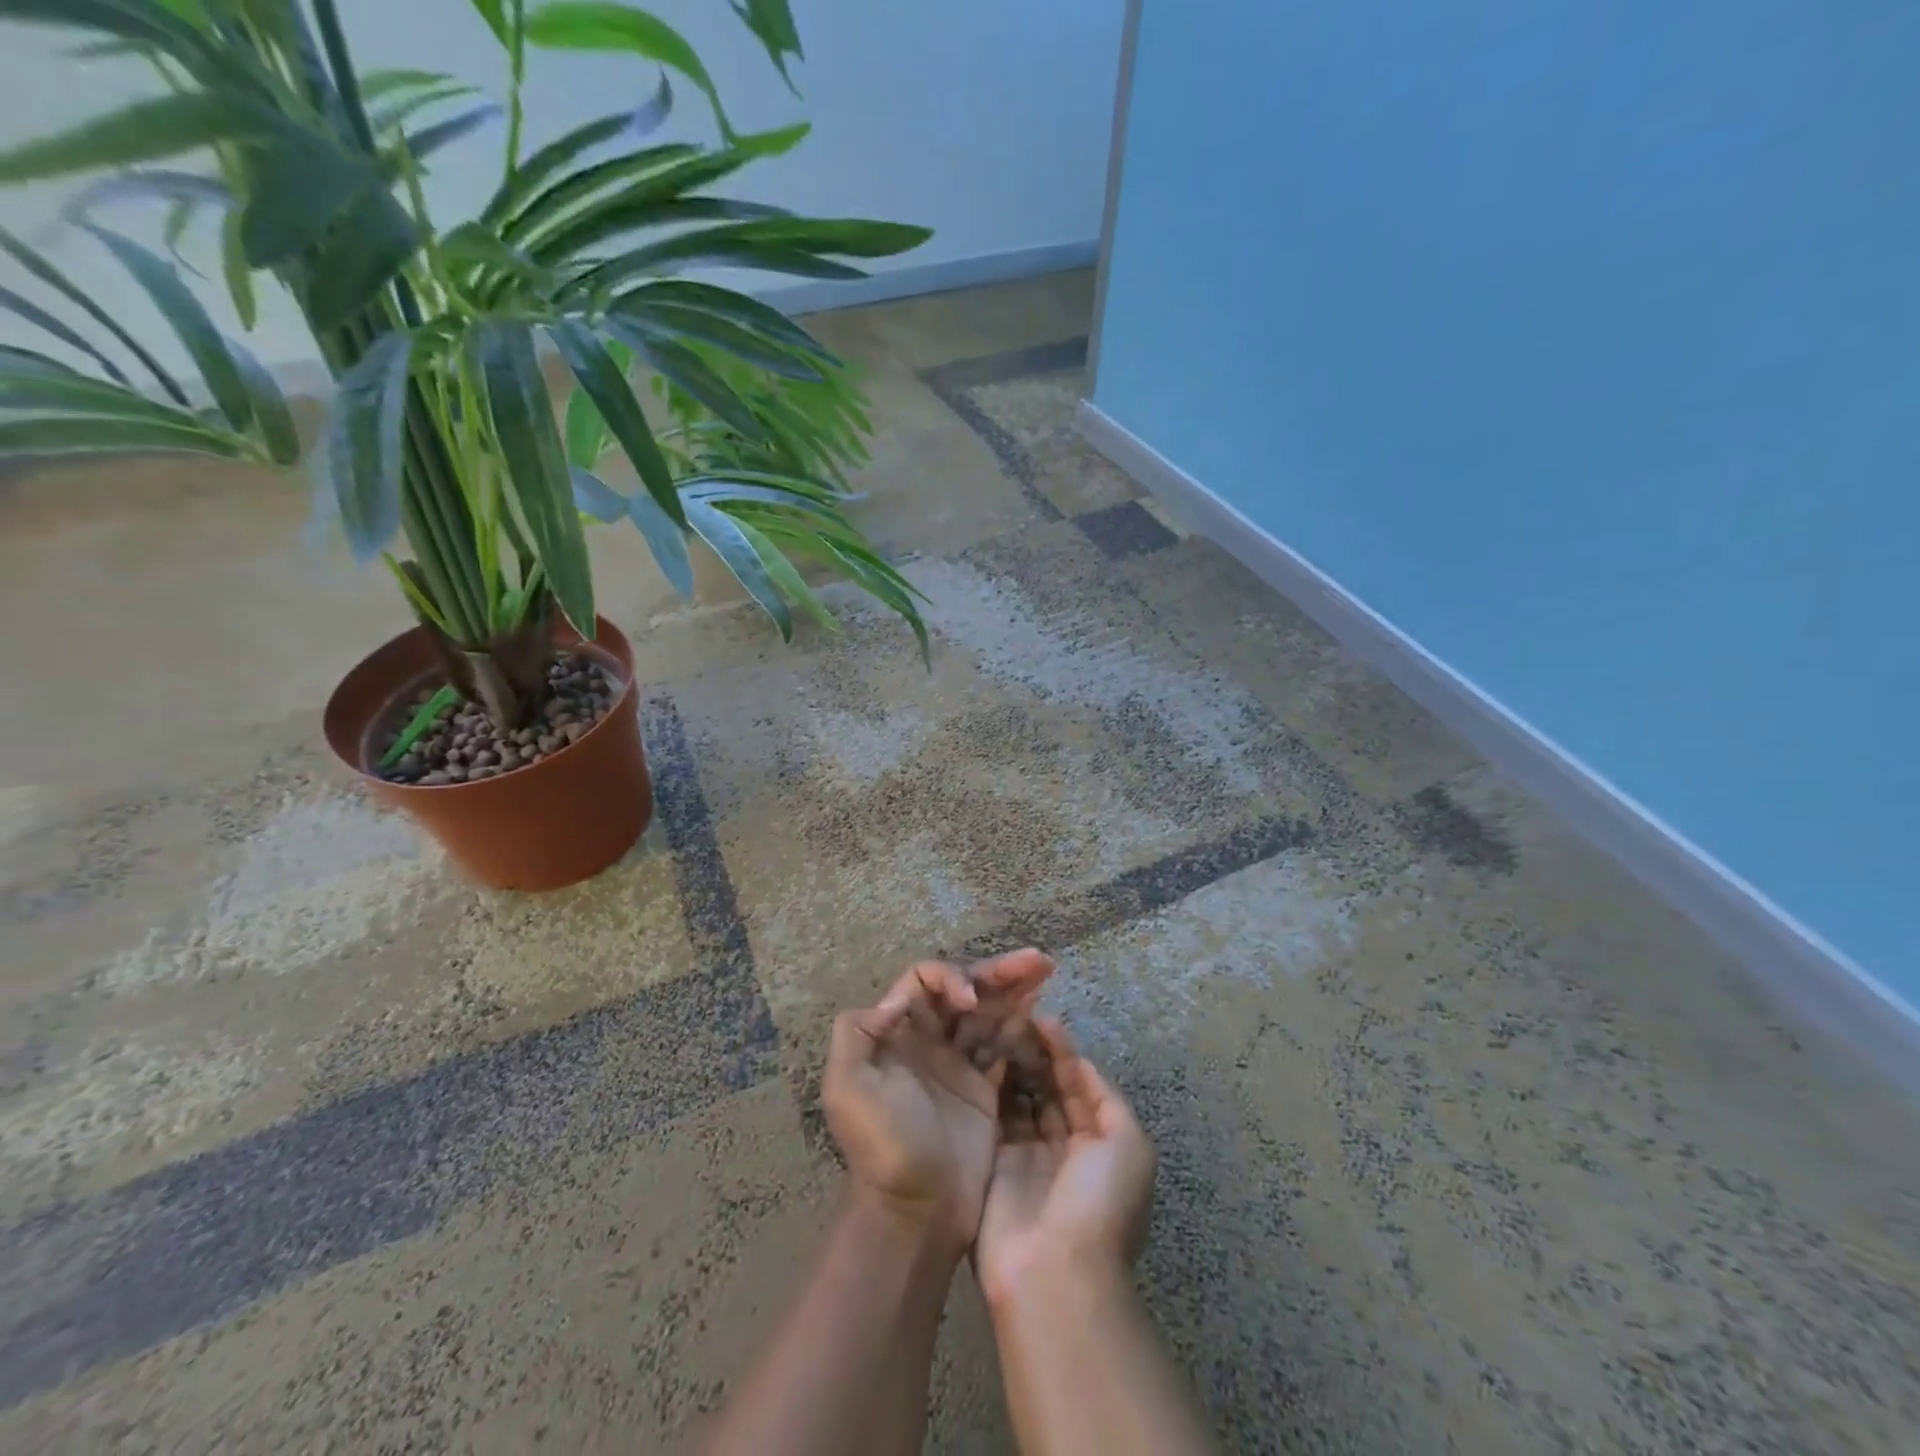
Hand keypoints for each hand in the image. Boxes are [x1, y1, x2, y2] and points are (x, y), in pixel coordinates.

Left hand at [823, 950, 1053, 1247]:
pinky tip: (1041, 1012)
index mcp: (898, 1032)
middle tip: (1037, 960)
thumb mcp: (846, 1087)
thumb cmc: (882, 1145)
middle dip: (998, 972)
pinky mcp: (985, 1090)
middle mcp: (930, 1040)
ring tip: (1046, 970)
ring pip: (990, 1013)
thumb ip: (856, 1032)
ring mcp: (959, 1065)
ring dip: (1016, 990)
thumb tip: (895, 1001)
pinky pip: (1005, 1046)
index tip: (971, 1002)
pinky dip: (1022, 1026)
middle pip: (966, 990)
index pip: (927, 982)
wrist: (915, 1211)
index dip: (951, 979)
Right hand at [976, 1019, 1156, 1306]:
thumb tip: (1079, 1062)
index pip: (1079, 1084)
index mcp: (1099, 1142)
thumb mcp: (1128, 1145)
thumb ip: (1105, 1098)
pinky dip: (989, 1086)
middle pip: (1048, 1086)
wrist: (1054, 1275)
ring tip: (993, 1027)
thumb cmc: (1100, 1203)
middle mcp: (1063, 1144)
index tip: (1040, 1017)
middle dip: (1034, 1053)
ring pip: (1019, 1095)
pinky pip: (994, 1115)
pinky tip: (979, 1056)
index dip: (1063, 1051)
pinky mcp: (994, 1161)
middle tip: (1010, 1017)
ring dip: (1011, 1064)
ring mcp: (1026, 1153)